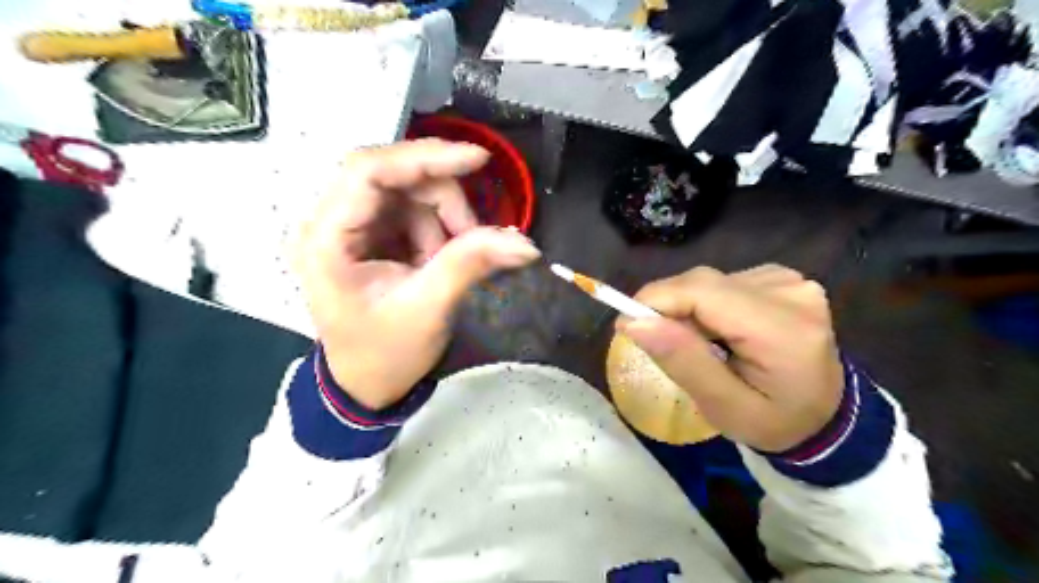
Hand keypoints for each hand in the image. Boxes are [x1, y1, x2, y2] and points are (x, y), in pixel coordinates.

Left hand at [288, 139, 534, 409]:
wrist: (367, 384)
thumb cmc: (386, 353)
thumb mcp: (428, 309)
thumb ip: (471, 264)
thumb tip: (524, 243)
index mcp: (326, 240)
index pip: (368, 171)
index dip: (425, 157)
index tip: (478, 159)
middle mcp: (329, 222)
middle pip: (392, 176)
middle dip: (442, 199)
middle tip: (473, 235)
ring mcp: (347, 226)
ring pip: (407, 191)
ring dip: (442, 218)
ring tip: (451, 260)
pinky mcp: (367, 234)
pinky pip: (411, 210)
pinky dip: (437, 228)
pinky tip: (439, 258)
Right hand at [614, 266, 843, 453]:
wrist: (825, 414)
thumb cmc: (775, 421)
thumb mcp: (725, 408)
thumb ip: (683, 362)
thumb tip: (634, 323)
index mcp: (783, 328)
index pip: (702, 292)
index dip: (655, 301)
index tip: (626, 326)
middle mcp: (789, 291)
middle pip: (702, 283)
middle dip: (670, 309)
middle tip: (660, 344)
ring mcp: (789, 280)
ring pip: (708, 282)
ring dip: (688, 309)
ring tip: (699, 345)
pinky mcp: (781, 277)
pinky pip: (722, 283)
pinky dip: (706, 305)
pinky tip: (719, 330)